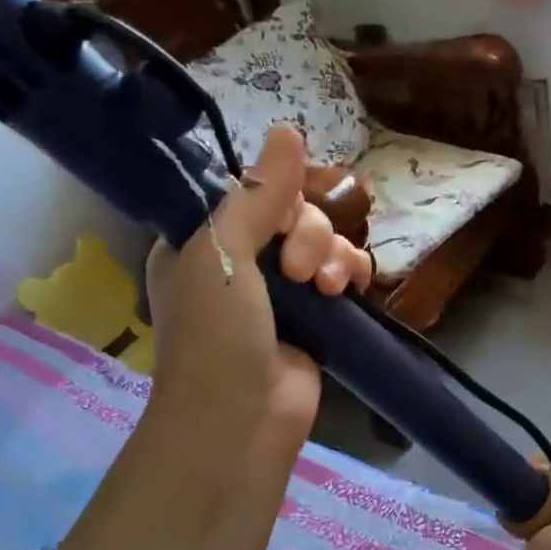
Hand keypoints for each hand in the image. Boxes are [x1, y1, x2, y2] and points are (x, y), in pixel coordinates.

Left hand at [142, 124, 372, 469]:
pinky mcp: (315, 315)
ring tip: (324, 287)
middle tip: (296, 270)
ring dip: (331, 253)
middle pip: (292, 213)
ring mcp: (280, 290)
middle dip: (307, 232)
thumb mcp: (221, 254)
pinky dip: (350, 272)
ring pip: (322, 240)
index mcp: (201, 241)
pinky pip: (341, 272)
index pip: (247, 192)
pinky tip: (348, 287)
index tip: (285, 211)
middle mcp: (239, 261)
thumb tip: (289, 129)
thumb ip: (257, 195)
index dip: (274, 195)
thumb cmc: (216, 336)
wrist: (242, 421)